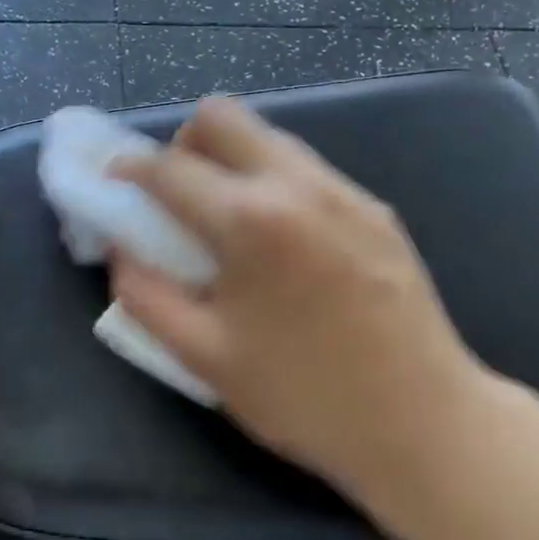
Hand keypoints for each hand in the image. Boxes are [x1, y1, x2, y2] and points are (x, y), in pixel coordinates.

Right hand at [110, 97, 492, 525]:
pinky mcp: (375, 208)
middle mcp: (297, 185)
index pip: (168, 167)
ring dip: (230, 160)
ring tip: (227, 221)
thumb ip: (145, 295)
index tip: (113, 180)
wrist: (425, 424)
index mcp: (249, 220)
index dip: (128, 169)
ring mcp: (344, 191)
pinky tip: (280, 242)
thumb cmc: (303, 398)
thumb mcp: (203, 357)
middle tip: (175, 194)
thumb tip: (120, 250)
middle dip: (183, 144)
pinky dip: (272, 182)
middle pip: (222, 116)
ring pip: (268, 137)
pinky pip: (306, 169)